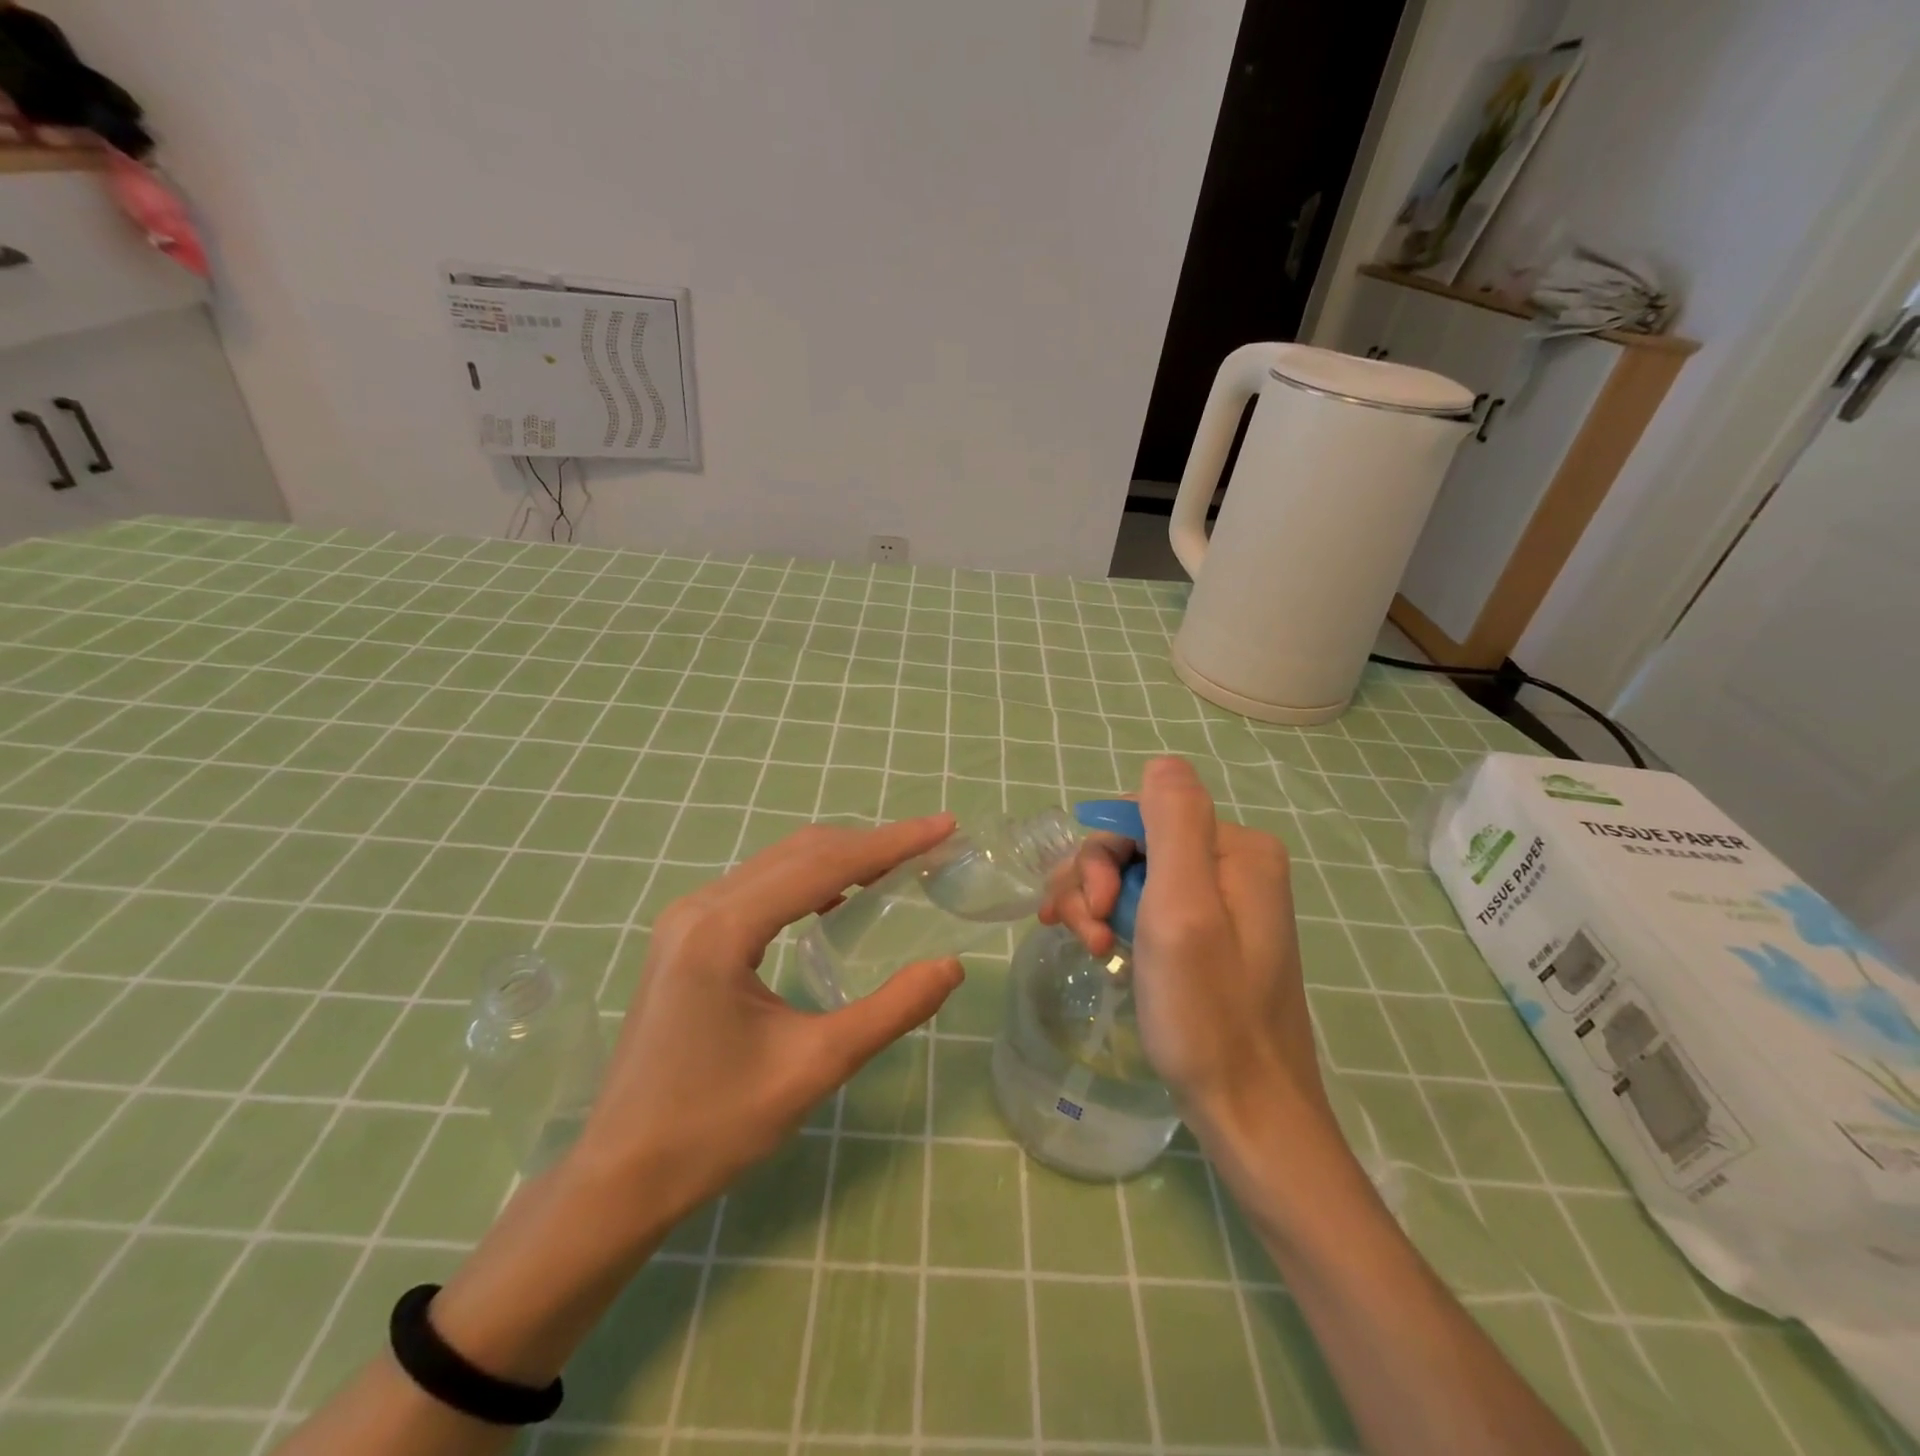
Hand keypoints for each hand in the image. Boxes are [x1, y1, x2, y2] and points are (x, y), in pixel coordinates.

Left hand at [570, 814, 965, 1226]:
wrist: (619, 1177)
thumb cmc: (714, 1126)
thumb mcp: (814, 1067)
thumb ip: (890, 1010)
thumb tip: (952, 966)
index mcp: (723, 929)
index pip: (823, 865)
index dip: (891, 843)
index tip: (944, 826)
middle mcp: (699, 907)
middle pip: (800, 854)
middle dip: (870, 845)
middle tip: (930, 847)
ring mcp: (686, 919)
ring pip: (778, 866)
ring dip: (839, 860)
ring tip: (896, 868)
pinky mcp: (685, 938)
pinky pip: (758, 889)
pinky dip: (807, 883)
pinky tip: (837, 902)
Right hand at [1044, 758, 1325, 1128]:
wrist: (1248, 1113)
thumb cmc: (1208, 1013)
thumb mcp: (1184, 911)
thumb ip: (1175, 824)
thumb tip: (1162, 761)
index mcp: (1236, 849)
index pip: (1141, 816)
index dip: (1102, 857)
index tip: (1093, 912)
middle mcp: (1232, 865)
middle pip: (1134, 845)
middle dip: (1096, 885)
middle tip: (1090, 940)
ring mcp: (1220, 903)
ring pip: (1133, 876)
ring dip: (1098, 906)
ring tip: (1093, 953)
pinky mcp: (1207, 936)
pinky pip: (1146, 906)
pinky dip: (1115, 923)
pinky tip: (1103, 953)